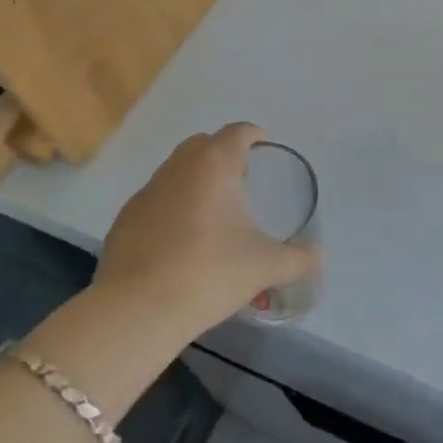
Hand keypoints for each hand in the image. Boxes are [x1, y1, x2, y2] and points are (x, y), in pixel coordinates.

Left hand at [94, 123, 320, 334]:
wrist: (137, 310)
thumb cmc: (210, 273)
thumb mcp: (265, 266)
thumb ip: (298, 258)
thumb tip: (318, 257)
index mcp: (214, 163)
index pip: (238, 132)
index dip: (256, 137)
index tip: (266, 153)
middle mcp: (178, 166)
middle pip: (205, 144)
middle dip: (225, 156)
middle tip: (243, 183)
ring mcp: (147, 191)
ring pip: (177, 171)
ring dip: (196, 181)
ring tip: (214, 215)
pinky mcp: (125, 219)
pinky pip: (156, 201)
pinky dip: (172, 209)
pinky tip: (181, 242)